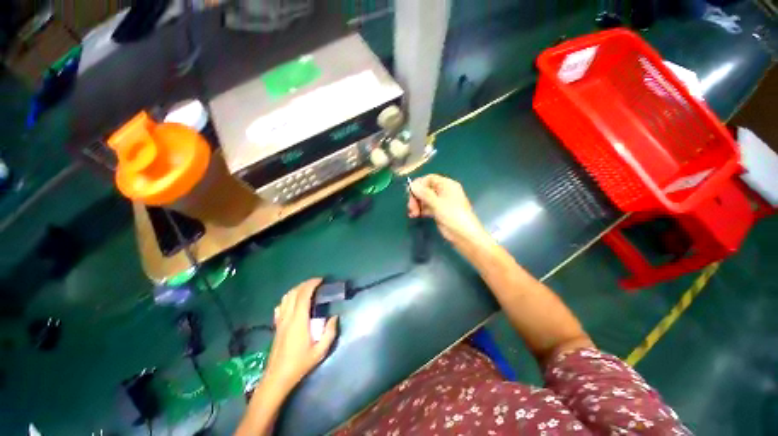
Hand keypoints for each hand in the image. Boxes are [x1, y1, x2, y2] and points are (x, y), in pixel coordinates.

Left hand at [263, 278, 337, 394]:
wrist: (277, 378)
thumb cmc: (300, 364)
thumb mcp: (320, 351)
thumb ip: (330, 332)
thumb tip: (334, 317)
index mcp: (299, 320)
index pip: (303, 295)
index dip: (312, 284)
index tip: (321, 280)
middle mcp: (288, 317)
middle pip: (294, 293)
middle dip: (305, 284)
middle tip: (317, 282)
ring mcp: (280, 321)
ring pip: (286, 297)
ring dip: (297, 289)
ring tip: (307, 288)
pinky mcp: (277, 326)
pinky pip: (281, 306)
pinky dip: (288, 298)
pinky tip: (294, 301)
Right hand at [408, 174, 491, 248]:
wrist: (465, 235)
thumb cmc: (453, 216)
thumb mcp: (438, 203)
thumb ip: (424, 193)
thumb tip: (412, 184)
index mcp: (447, 185)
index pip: (429, 179)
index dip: (419, 184)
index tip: (410, 193)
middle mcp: (444, 191)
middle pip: (425, 189)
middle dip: (416, 197)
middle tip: (411, 207)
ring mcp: (441, 202)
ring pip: (425, 199)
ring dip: (417, 204)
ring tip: (413, 213)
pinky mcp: (438, 212)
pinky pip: (427, 207)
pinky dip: (420, 210)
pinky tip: (415, 215)